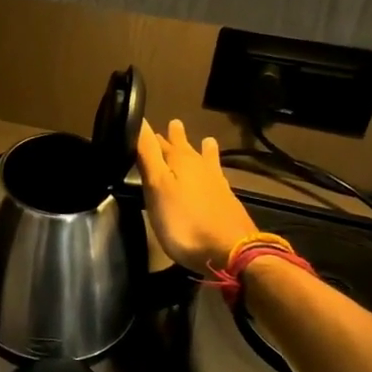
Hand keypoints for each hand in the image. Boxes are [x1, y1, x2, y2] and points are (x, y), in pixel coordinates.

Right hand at [136, 119, 261, 272]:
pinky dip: (214, 170)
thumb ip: (148, 154)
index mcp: (180, 161)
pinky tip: (218, 176)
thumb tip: (140, 119)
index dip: (150, 135)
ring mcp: (217, 185)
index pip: (159, 142)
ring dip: (203, 150)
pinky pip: (217, 177)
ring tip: (207, 140)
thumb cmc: (184, 220)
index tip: (143, 125)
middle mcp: (200, 167)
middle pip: (185, 149)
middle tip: (174, 124)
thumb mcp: (157, 186)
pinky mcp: (227, 202)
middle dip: (176, 138)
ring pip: (206, 161)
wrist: (231, 251)